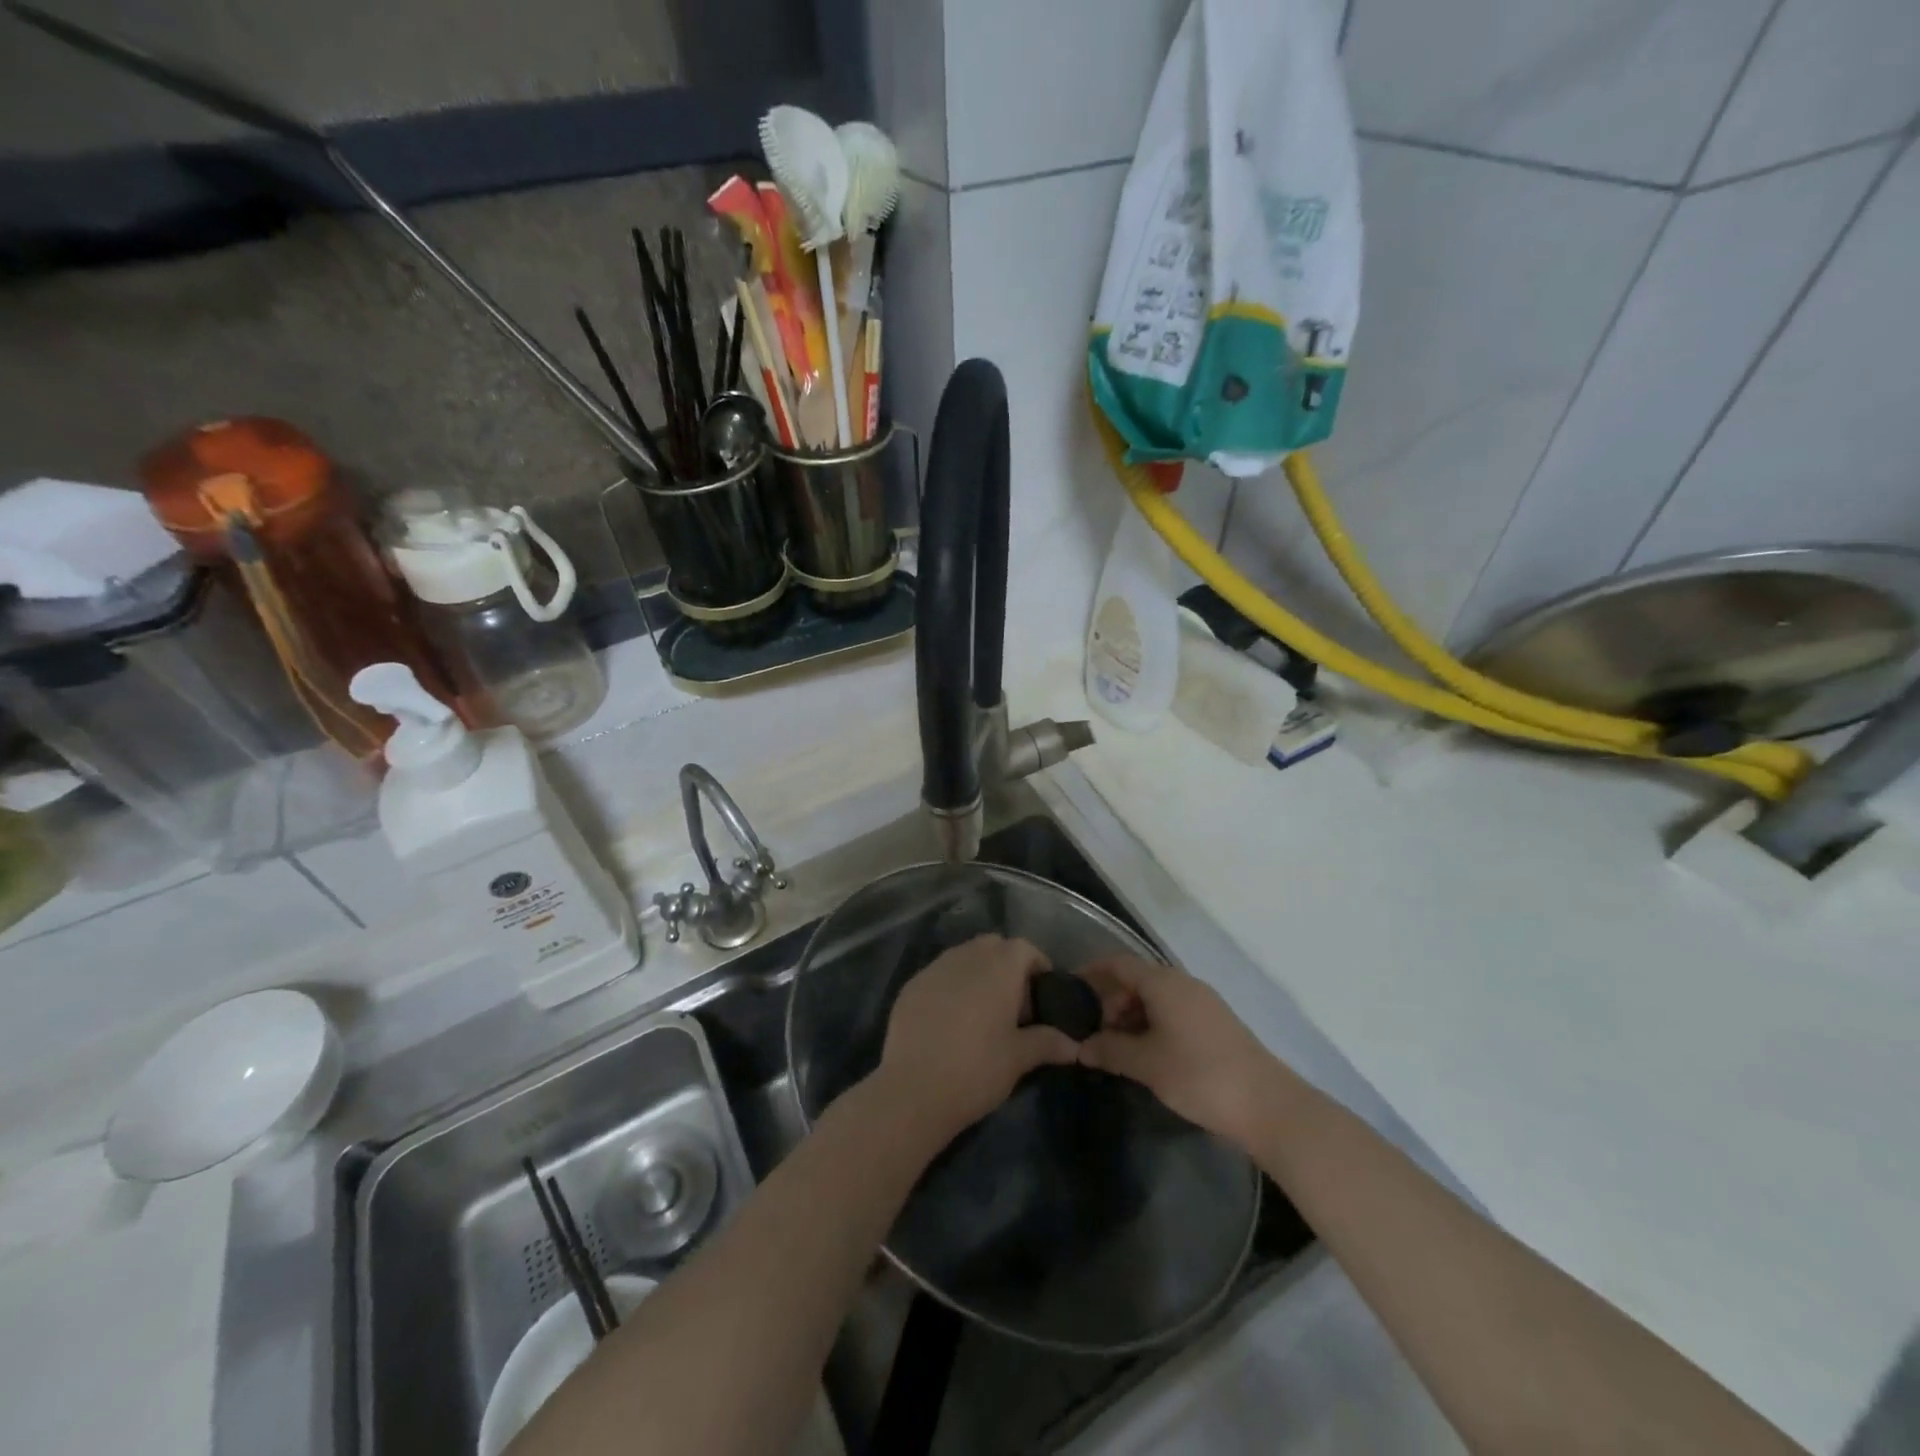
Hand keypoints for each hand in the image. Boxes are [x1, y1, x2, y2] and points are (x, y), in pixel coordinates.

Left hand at [875, 934, 1080, 1143]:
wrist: (913, 1091)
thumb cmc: (977, 1069)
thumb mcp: (1019, 1059)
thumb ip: (1048, 1043)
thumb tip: (1074, 1045)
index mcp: (999, 966)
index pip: (1025, 948)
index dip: (1037, 966)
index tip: (1041, 996)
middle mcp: (966, 956)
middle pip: (994, 946)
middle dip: (1007, 967)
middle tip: (1013, 1005)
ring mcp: (934, 968)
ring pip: (964, 957)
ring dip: (978, 974)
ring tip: (982, 1014)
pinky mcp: (911, 985)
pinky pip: (939, 974)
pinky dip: (951, 987)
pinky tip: (950, 1022)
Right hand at [1079, 955, 1287, 1149]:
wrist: (1268, 1105)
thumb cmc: (1199, 1075)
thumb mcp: (1146, 1064)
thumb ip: (1110, 1051)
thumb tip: (1081, 1047)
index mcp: (1164, 983)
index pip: (1119, 963)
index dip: (1093, 972)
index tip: (1071, 988)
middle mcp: (1183, 984)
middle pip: (1137, 981)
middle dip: (1112, 1003)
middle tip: (1095, 1035)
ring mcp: (1203, 1003)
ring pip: (1157, 999)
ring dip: (1133, 1018)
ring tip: (1118, 1051)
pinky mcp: (1216, 1024)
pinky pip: (1174, 1013)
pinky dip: (1154, 1026)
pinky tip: (1149, 1057)